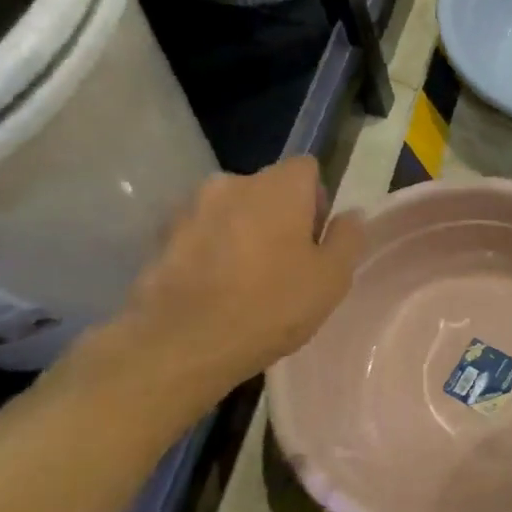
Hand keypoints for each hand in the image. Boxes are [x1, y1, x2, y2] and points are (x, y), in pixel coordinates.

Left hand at [111, 158, 364, 402]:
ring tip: (247, 277)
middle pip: (267, 188)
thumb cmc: (272, 306)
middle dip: (279, 214)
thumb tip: (350, 214)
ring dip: (243, 230)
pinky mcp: (161, 237)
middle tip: (286, 261)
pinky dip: (212, 249)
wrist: (182, 344)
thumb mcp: (332, 278)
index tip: (316, 236)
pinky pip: (201, 233)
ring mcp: (191, 208)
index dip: (316, 198)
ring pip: (232, 210)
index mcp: (279, 187)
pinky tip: (216, 288)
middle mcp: (233, 183)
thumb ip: (347, 238)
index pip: (306, 168)